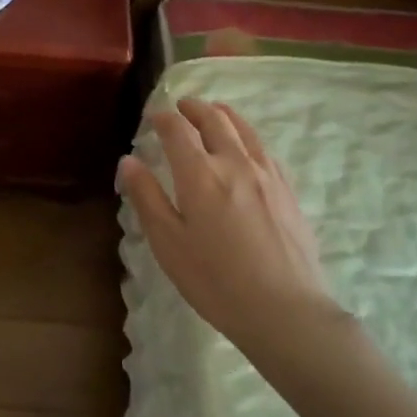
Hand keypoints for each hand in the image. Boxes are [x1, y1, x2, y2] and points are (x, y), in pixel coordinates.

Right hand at [118, 98, 345, 352]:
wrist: (285, 310)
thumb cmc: (215, 281)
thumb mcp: (168, 243)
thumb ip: (147, 197)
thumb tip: (128, 160)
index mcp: (200, 174)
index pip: (178, 130)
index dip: (163, 118)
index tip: (153, 117)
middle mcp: (235, 163)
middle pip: (215, 120)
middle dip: (195, 108)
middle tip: (182, 106)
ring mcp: (267, 175)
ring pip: (244, 130)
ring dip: (224, 115)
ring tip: (214, 112)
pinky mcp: (288, 190)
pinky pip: (265, 149)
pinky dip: (248, 136)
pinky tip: (246, 146)